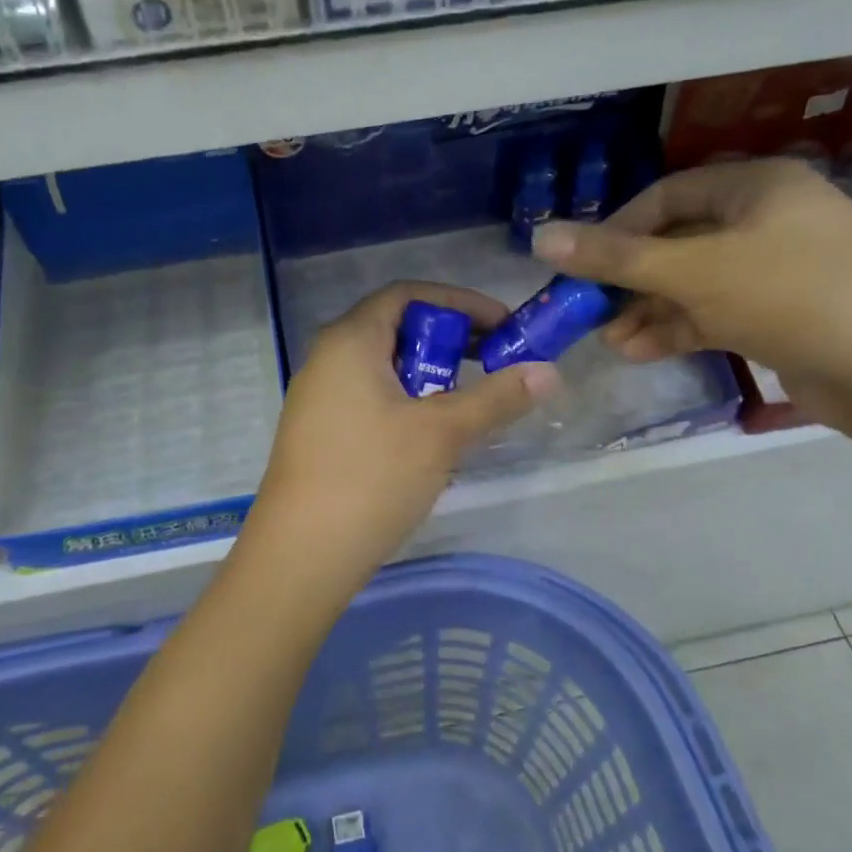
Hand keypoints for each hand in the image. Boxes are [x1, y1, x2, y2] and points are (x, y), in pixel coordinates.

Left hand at [243, 282, 559, 591]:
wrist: (301, 556)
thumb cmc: (371, 477)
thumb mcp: (442, 433)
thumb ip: (496, 397)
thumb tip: (550, 372)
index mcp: (350, 340)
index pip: (407, 295)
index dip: (459, 303)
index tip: (502, 326)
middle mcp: (327, 359)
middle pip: (395, 329)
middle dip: (448, 341)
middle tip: (491, 364)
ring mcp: (318, 398)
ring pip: (383, 368)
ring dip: (429, 376)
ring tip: (467, 405)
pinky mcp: (319, 434)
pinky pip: (370, 398)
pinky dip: (406, 402)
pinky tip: (431, 438)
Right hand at [532, 159, 851, 426]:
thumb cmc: (789, 294)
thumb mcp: (693, 272)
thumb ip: (615, 257)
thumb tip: (539, 236)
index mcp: (757, 186)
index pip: (667, 196)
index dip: (617, 228)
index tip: (581, 264)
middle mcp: (770, 219)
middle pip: (679, 242)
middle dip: (631, 280)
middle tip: (590, 311)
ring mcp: (781, 269)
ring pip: (696, 283)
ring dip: (650, 310)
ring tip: (611, 341)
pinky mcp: (786, 314)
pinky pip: (719, 312)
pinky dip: (681, 329)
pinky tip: (643, 352)